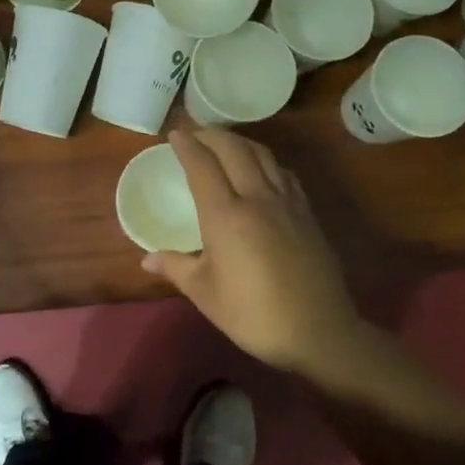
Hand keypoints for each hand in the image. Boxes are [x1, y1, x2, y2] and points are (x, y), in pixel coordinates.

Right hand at [144, 129, 373, 380]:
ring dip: (240, 142)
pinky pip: (283, 173)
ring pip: (263, 155)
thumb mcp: (205, 294)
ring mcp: (287, 203)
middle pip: (234, 150)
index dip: (187, 146)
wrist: (318, 332)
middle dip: (213, 134)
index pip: (202, 166)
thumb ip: (176, 268)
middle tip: (196, 132)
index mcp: (226, 216)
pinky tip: (262, 170)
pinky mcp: (307, 213)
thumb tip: (147, 259)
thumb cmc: (252, 314)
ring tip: (225, 144)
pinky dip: (265, 161)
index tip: (174, 133)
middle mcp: (257, 198)